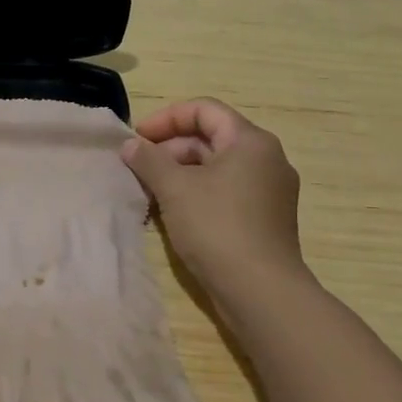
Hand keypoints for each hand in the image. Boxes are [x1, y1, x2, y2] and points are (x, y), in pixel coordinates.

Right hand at [121, 98, 306, 306]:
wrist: (260, 292)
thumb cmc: (217, 226)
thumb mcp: (174, 188)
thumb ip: (148, 159)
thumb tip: (130, 145)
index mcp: (251, 141)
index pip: (204, 110)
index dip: (166, 118)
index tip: (137, 137)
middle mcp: (267, 159)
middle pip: (211, 137)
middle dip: (171, 148)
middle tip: (140, 167)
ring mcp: (270, 191)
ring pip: (217, 167)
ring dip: (181, 172)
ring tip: (151, 191)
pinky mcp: (266, 219)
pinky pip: (227, 191)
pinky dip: (198, 192)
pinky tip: (174, 213)